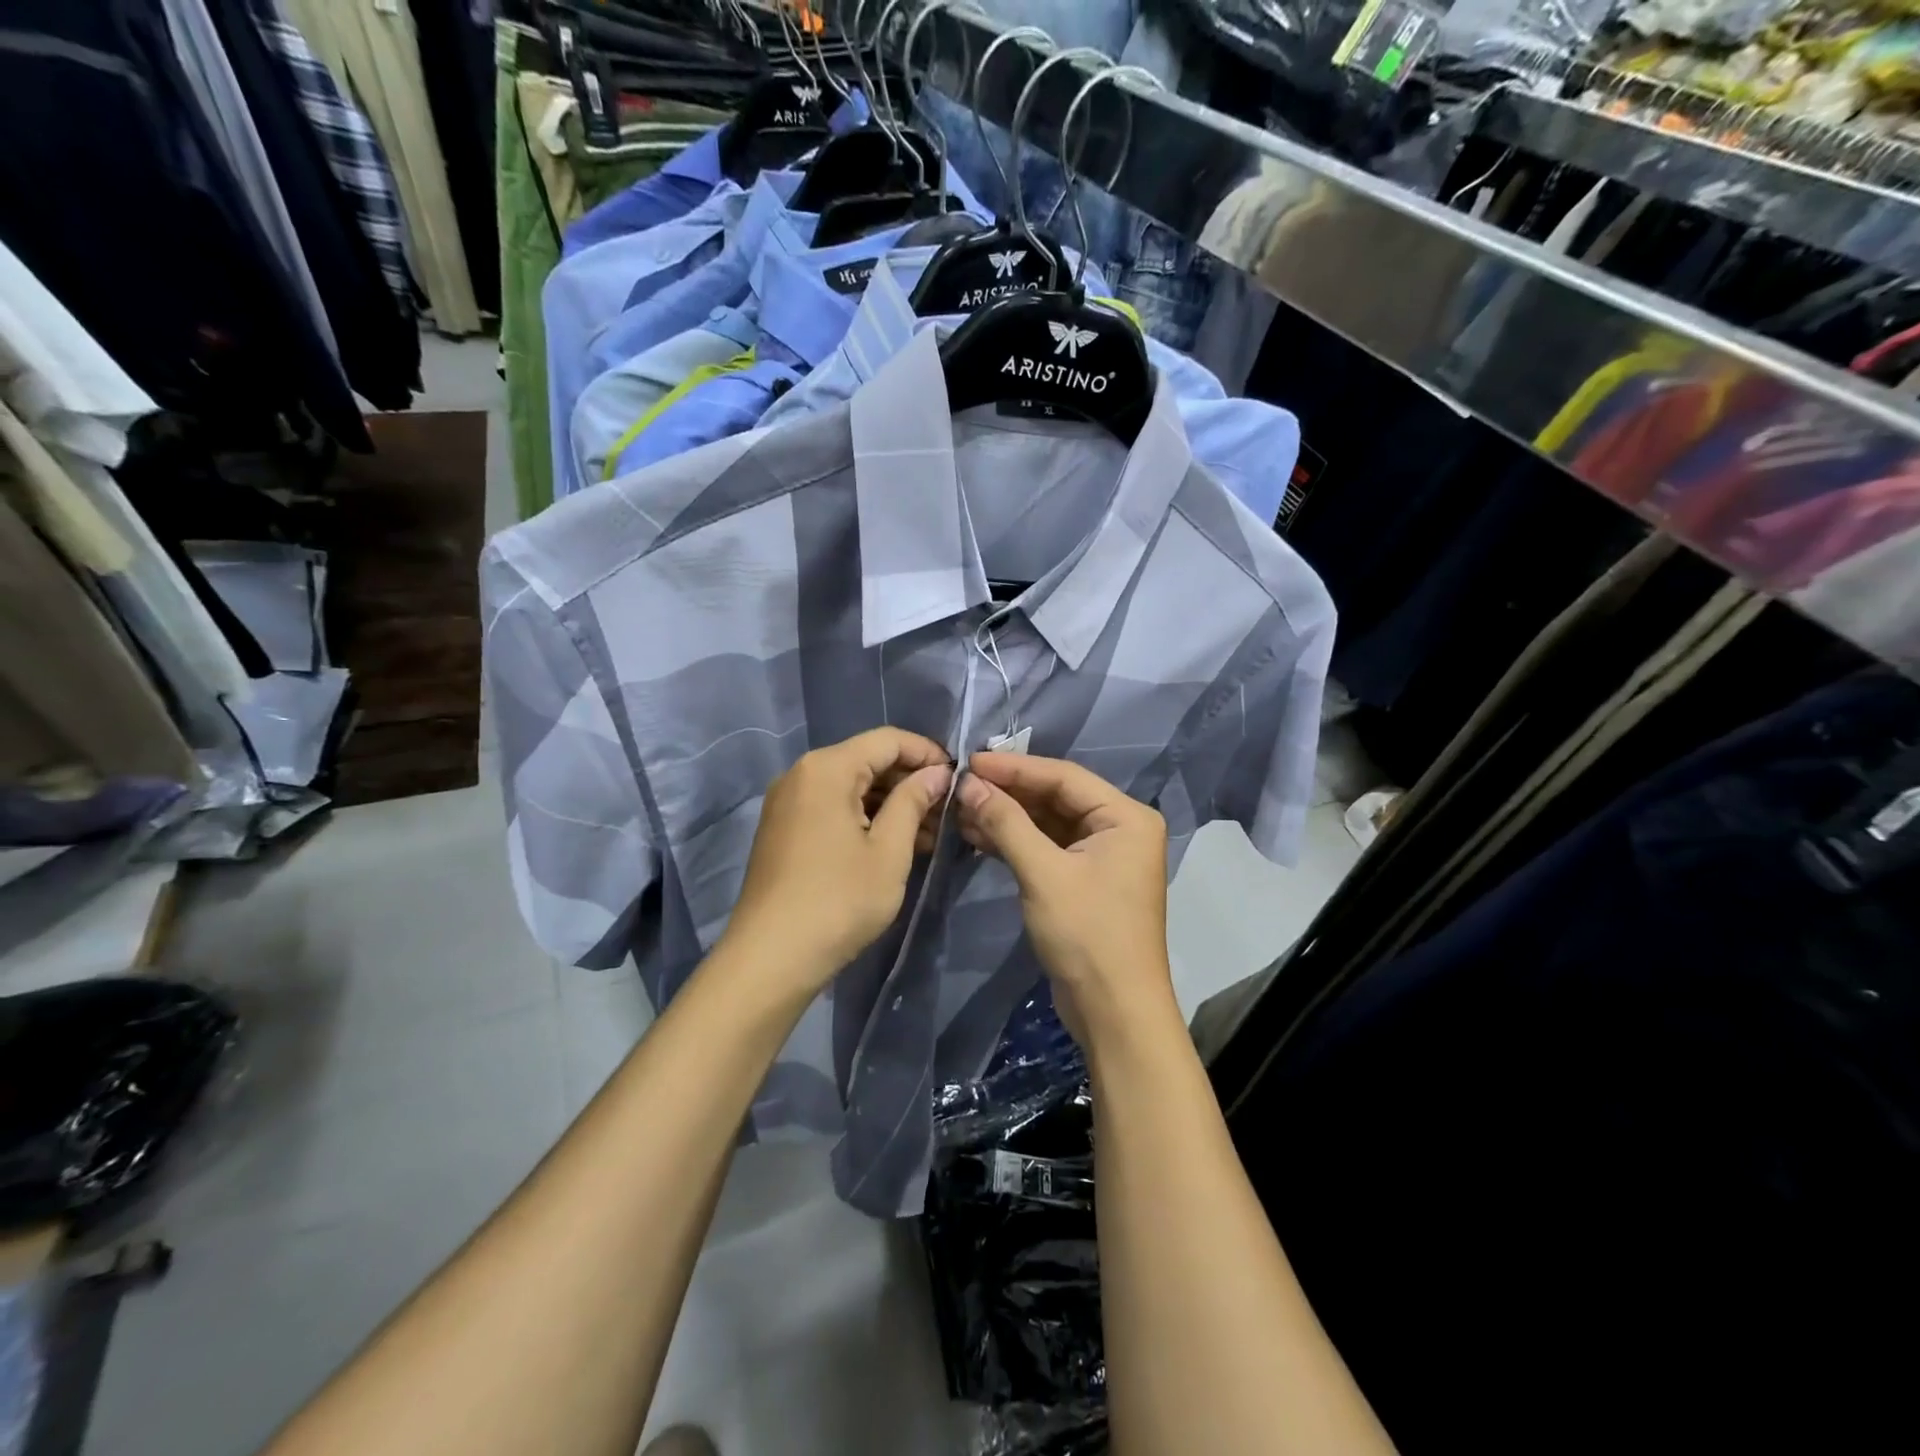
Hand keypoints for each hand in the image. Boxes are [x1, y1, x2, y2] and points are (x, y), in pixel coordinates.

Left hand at [723, 728, 952, 997]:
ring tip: (930, 835)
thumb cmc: (839, 900)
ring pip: (851, 786)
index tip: (958, 778)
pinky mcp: (783, 829)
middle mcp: (802, 774)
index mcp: (827, 769)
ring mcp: (788, 802)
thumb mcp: (889, 850)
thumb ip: (915, 801)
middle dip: (910, 781)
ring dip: (890, 803)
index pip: (887, 740)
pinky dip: (865, 818)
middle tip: (947, 811)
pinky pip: (832, 808)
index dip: (927, 753)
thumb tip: (938, 772)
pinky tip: (894, 845)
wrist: (771, 958)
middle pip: (867, 760)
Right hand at [956, 753, 1176, 1044]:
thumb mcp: (1043, 874)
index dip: (1015, 767)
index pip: (1064, 777)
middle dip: (1009, 792)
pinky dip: (1016, 842)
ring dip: (1008, 817)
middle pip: (1056, 797)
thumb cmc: (1087, 935)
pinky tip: (978, 836)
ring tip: (961, 809)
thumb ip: (1006, 823)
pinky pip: (1047, 848)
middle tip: (961, 785)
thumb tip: (969, 785)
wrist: (1115, 1012)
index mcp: (1125, 817)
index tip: (970, 761)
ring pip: (1048, 823)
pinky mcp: (1085, 880)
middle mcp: (1119, 829)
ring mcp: (1103, 856)